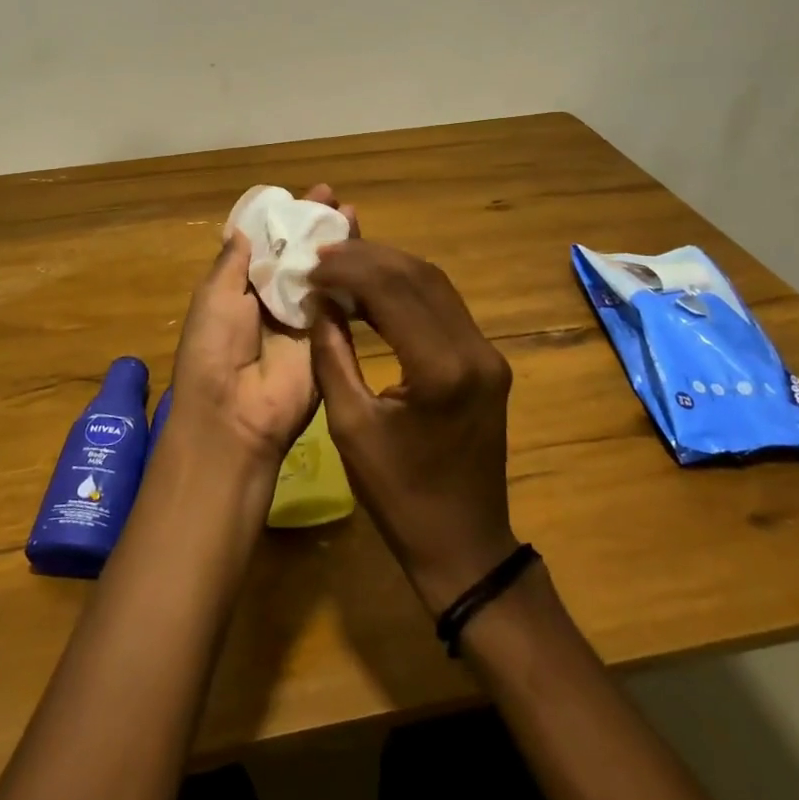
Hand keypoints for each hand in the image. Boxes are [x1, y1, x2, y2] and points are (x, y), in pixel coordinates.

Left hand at [167, 184, 354, 468]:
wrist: (235, 414)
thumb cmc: (214, 348)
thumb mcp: (214, 296)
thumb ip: (233, 262)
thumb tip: (243, 227)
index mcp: (240, 288)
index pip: (266, 245)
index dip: (283, 219)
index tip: (303, 195)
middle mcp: (273, 298)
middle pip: (298, 254)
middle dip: (314, 226)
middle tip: (334, 198)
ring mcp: (302, 317)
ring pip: (322, 272)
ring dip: (336, 245)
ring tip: (351, 214)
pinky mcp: (327, 336)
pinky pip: (340, 301)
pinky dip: (352, 276)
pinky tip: (365, 252)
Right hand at [308, 240, 516, 613]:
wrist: (464, 544)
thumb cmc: (399, 495)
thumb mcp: (350, 427)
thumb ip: (332, 355)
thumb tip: (320, 302)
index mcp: (441, 370)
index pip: (393, 291)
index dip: (349, 268)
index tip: (311, 264)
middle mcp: (474, 350)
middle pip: (419, 276)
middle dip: (368, 257)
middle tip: (323, 254)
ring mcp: (488, 353)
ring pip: (436, 283)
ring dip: (389, 267)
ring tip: (343, 264)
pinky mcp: (487, 361)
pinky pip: (445, 306)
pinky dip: (407, 289)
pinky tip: (374, 290)